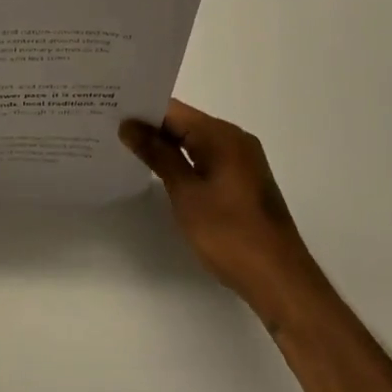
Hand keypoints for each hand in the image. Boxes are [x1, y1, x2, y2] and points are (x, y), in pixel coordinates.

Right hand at [121, 99, 322, 321]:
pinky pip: (207, 158)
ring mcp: (243, 161)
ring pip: (196, 141)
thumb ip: (157, 155)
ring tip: (129, 150)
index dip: (142, 111)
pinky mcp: (244, 181)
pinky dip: (185, 161)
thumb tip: (129, 126)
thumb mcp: (186, 193)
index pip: (173, 110)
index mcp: (222, 135)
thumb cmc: (229, 234)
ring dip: (167, 146)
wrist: (281, 281)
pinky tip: (162, 173)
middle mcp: (235, 139)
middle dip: (151, 128)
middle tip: (112, 131)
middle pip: (185, 123)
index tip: (110, 114)